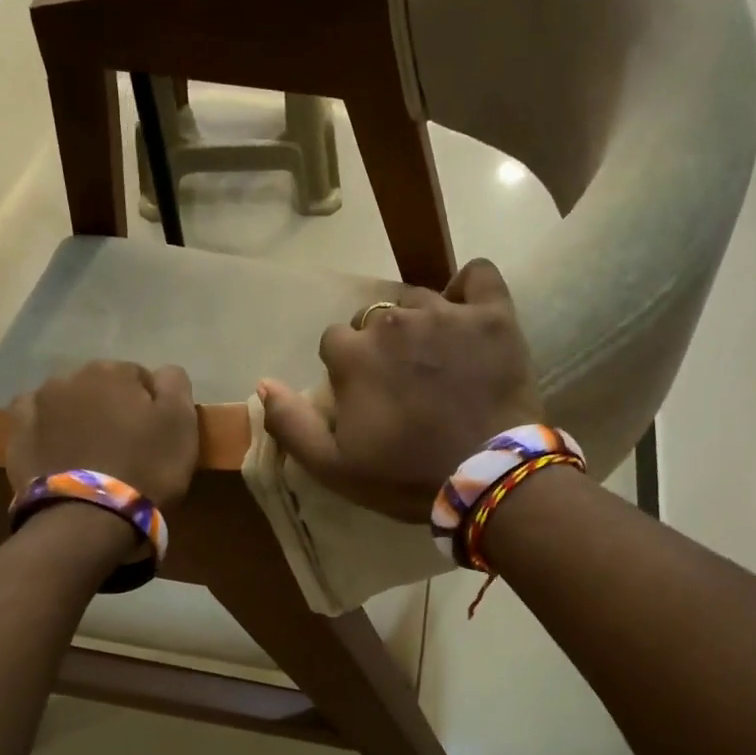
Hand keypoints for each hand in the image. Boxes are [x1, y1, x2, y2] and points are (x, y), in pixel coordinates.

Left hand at [5, 361, 198, 508]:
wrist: (88, 518)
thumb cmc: (145, 467)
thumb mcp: (181, 422)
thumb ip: (175, 384)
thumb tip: (163, 373)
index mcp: (111, 372)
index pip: (139, 378)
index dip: (151, 406)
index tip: (157, 434)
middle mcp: (69, 378)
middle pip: (101, 388)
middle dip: (112, 409)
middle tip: (127, 446)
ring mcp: (37, 406)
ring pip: (67, 404)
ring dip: (80, 418)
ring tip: (92, 454)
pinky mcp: (17, 437)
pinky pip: (37, 424)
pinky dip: (48, 432)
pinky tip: (59, 451)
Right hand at [259, 259, 543, 522]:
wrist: (485, 479)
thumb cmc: (406, 476)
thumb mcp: (333, 467)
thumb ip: (290, 424)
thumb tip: (264, 383)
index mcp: (353, 354)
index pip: (336, 341)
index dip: (349, 369)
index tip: (369, 396)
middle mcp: (393, 322)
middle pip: (376, 319)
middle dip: (384, 346)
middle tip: (406, 383)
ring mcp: (446, 314)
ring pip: (421, 301)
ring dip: (422, 324)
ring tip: (441, 360)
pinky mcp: (492, 315)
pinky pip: (478, 275)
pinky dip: (470, 289)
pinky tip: (469, 313)